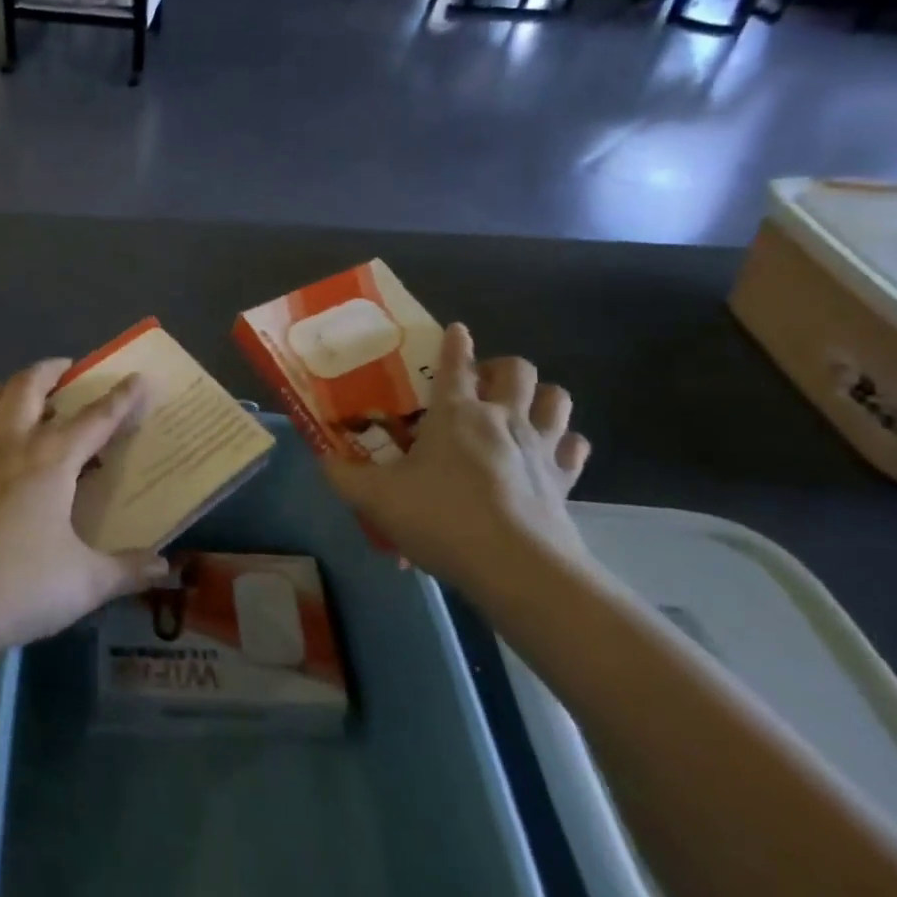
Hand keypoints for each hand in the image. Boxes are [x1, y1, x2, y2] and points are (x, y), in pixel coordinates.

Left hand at [0, 361, 170, 736]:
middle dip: (49, 370)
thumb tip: (164, 567)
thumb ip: (127, 571)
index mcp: (50, 462)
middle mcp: (5, 447)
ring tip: (7, 400)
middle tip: (64, 370)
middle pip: (25, 386)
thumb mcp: (84, 584)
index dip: (121, 398)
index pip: (95, 419)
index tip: (137, 378)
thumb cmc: (17, 589)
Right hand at [323, 323, 590, 597]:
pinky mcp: (564, 479)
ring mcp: (539, 446)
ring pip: (556, 398)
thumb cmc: (441, 518)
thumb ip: (344, 476)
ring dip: (540, 396)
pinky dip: (565, 443)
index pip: (456, 362)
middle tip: (481, 383)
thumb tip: (323, 460)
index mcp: (456, 413)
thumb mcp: (376, 498)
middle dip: (501, 367)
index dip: (455, 342)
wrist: (515, 566)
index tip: (456, 331)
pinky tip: (550, 452)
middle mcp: (502, 418)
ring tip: (520, 408)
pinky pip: (574, 447)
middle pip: (517, 369)